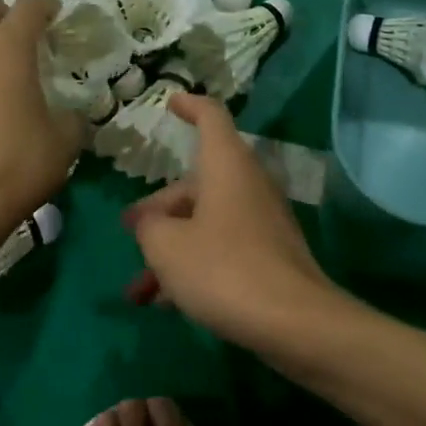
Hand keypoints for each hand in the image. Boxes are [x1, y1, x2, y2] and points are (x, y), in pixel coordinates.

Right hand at [122, 93, 343, 353]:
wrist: (294, 323)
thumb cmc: (223, 269)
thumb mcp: (166, 246)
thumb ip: (148, 225)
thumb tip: (149, 221)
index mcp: (226, 166)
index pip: (210, 117)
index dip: (189, 106)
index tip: (171, 103)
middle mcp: (247, 185)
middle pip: (196, 183)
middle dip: (159, 209)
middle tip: (130, 232)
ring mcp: (261, 222)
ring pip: (205, 222)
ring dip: (170, 249)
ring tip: (138, 291)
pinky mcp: (269, 256)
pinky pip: (222, 248)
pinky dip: (194, 265)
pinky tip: (169, 303)